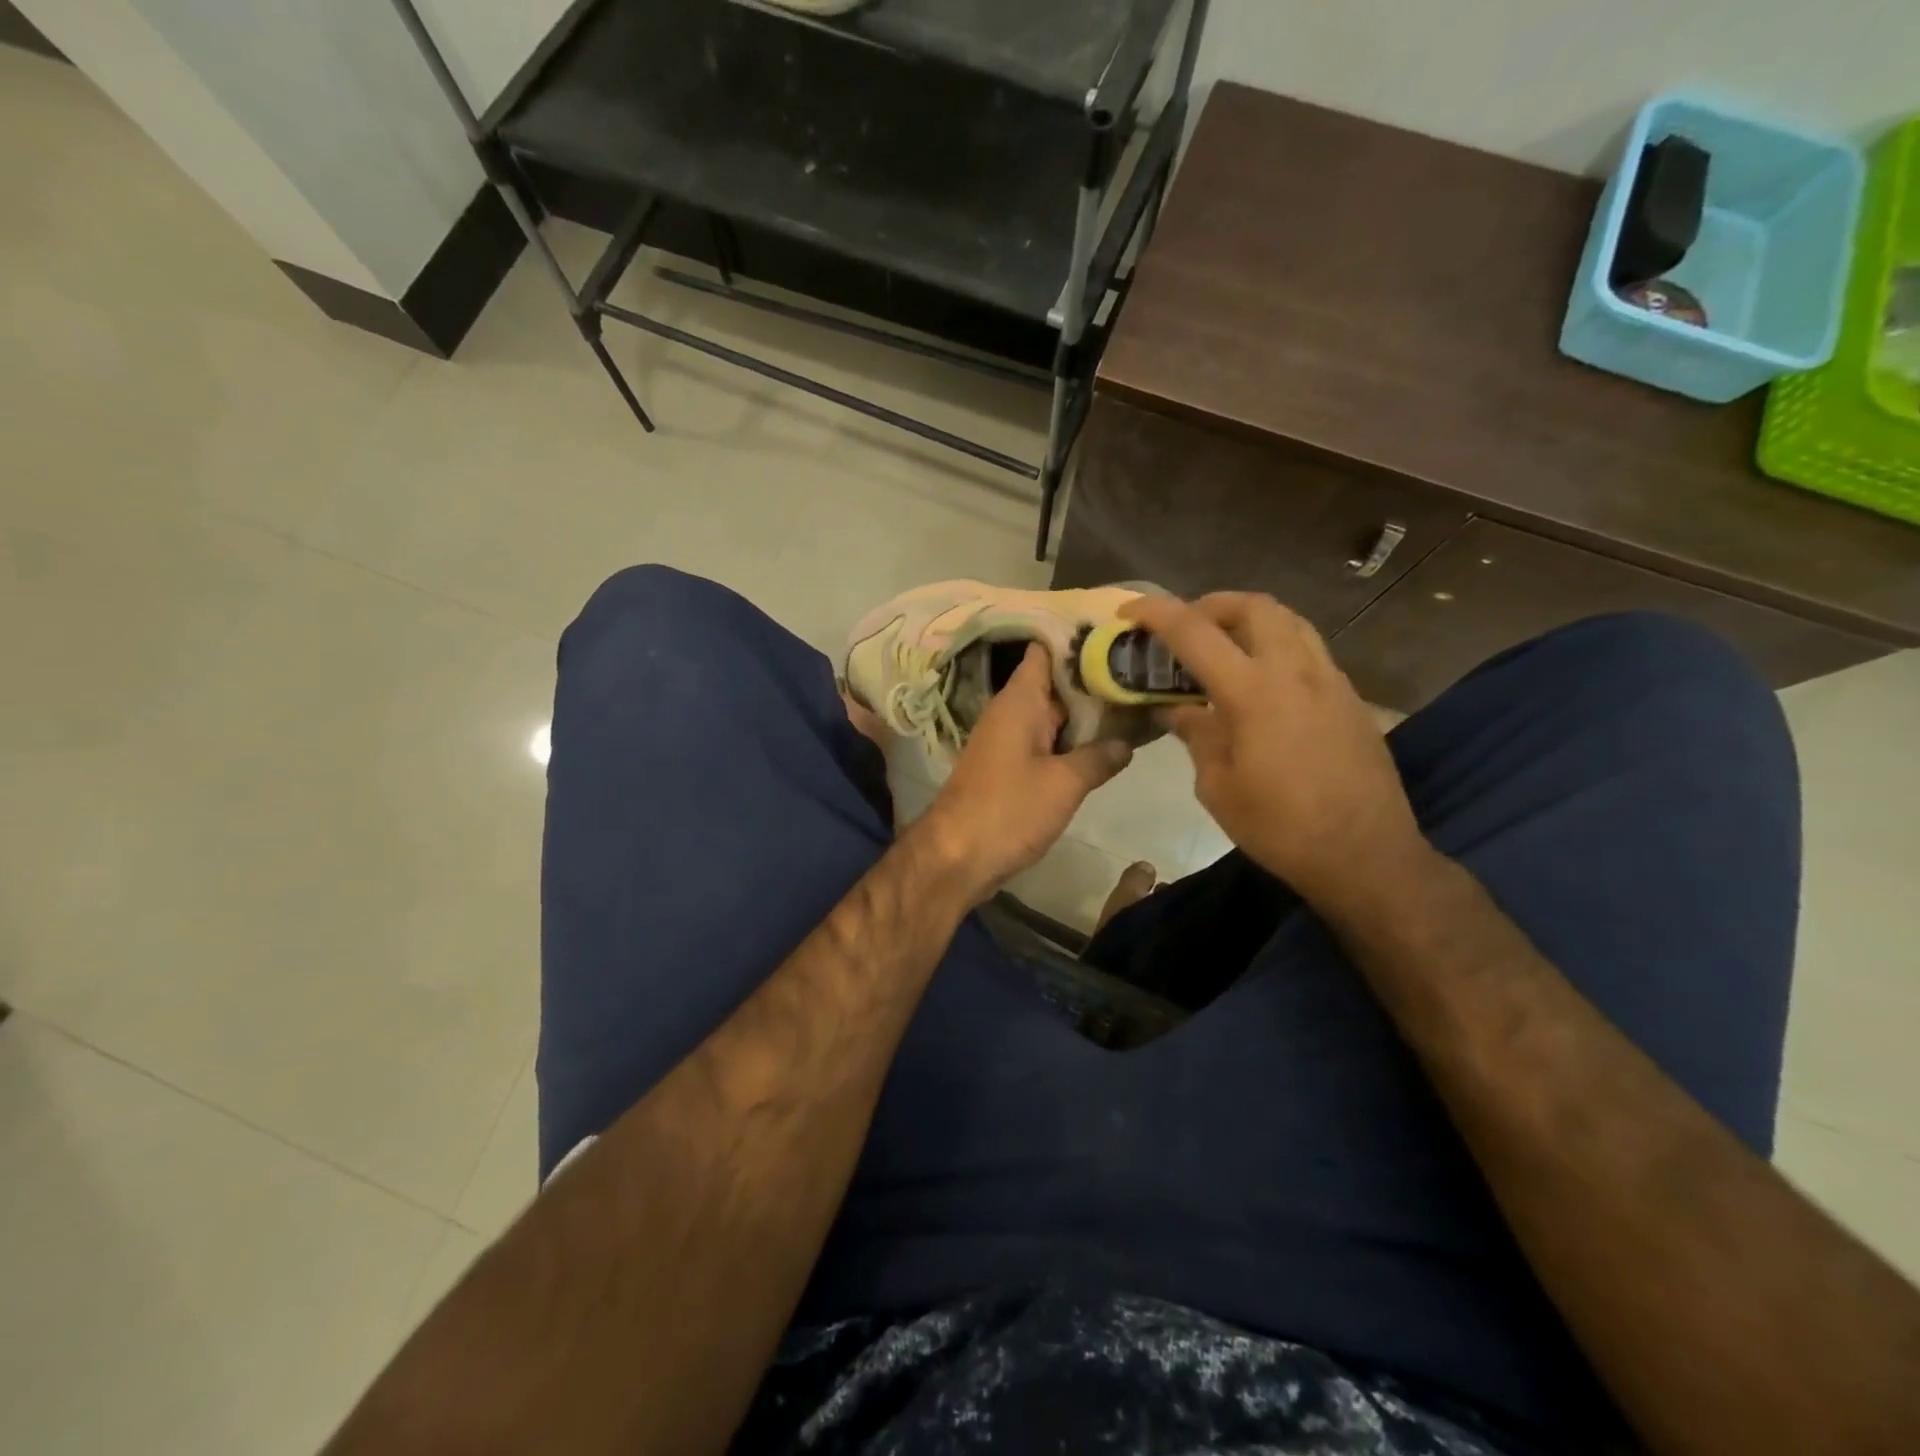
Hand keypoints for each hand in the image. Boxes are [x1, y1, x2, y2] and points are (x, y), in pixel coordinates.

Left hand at [916, 643, 1131, 902]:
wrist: (957, 856)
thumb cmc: (1008, 810)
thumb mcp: (1064, 783)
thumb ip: (1098, 757)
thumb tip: (1126, 743)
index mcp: (1020, 700)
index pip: (1046, 649)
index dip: (1079, 639)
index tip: (1118, 634)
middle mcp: (1013, 711)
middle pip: (1056, 681)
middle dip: (1095, 677)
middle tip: (1144, 671)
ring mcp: (1011, 739)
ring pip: (1055, 714)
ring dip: (1088, 712)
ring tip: (1137, 701)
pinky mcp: (1012, 767)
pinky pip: (1047, 741)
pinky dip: (1074, 740)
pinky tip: (1109, 743)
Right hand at [1122, 593, 1426, 910]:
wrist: (1365, 854)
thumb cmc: (1280, 827)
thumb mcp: (1217, 786)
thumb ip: (1196, 735)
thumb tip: (1174, 709)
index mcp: (1252, 692)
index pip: (1195, 632)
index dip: (1157, 613)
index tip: (1129, 611)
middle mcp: (1294, 671)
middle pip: (1252, 606)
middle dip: (1210, 605)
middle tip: (1185, 628)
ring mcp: (1330, 680)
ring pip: (1288, 619)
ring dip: (1248, 619)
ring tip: (1222, 645)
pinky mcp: (1349, 697)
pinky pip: (1308, 648)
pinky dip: (1275, 645)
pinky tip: (1260, 681)